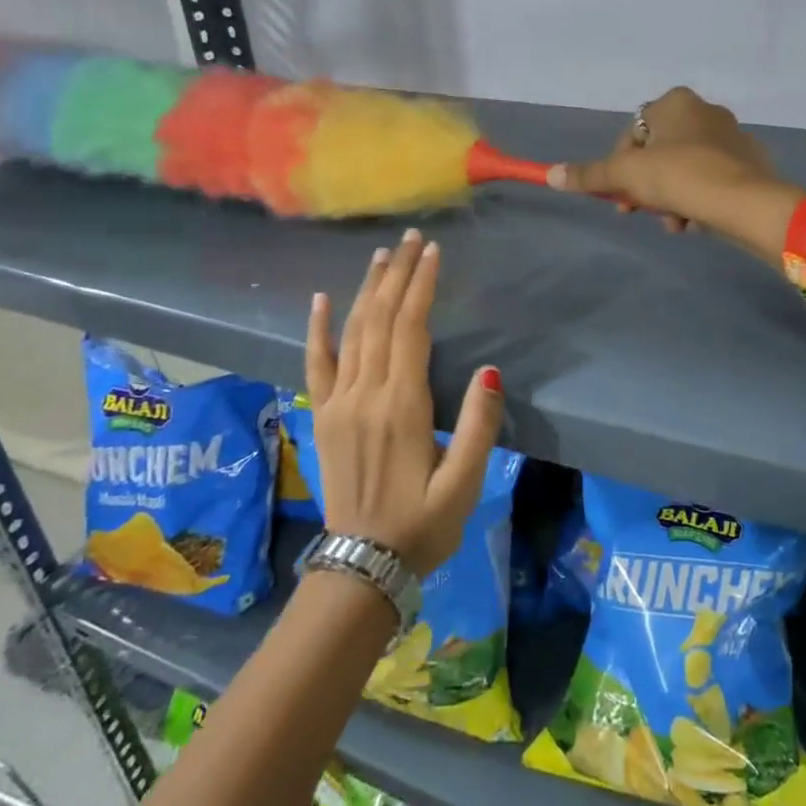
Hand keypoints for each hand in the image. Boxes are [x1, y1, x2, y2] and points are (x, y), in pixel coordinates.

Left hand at [304, 230, 504, 574]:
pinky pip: (316, 364)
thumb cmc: (423, 526)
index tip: (433, 252)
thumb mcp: (465, 483)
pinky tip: (322, 299)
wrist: (362, 565)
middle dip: (397, 275)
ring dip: (367, 290)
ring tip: (381, 256)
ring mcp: (338, 403)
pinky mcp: (322, 416)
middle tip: (411, 239)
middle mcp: (365, 394)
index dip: (422, 286)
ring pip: (352, 332)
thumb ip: (478, 425)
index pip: (411, 328)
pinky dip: (318, 329)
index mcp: (402, 406)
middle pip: (381, 319)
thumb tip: (489, 371)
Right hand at [548, 87, 801, 258]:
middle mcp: (706, 111)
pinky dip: (698, 199)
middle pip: (659, 152)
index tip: (620, 195)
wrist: (745, 201)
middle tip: (638, 212)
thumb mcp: (626, 175)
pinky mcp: (751, 163)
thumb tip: (550, 174)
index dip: (620, 165)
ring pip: (685, 169)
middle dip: (646, 185)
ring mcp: (733, 136)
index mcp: (676, 102)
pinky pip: (712, 180)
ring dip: (670, 197)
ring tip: (673, 223)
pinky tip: (695, 223)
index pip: (634, 132)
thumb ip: (589, 175)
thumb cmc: (680, 176)